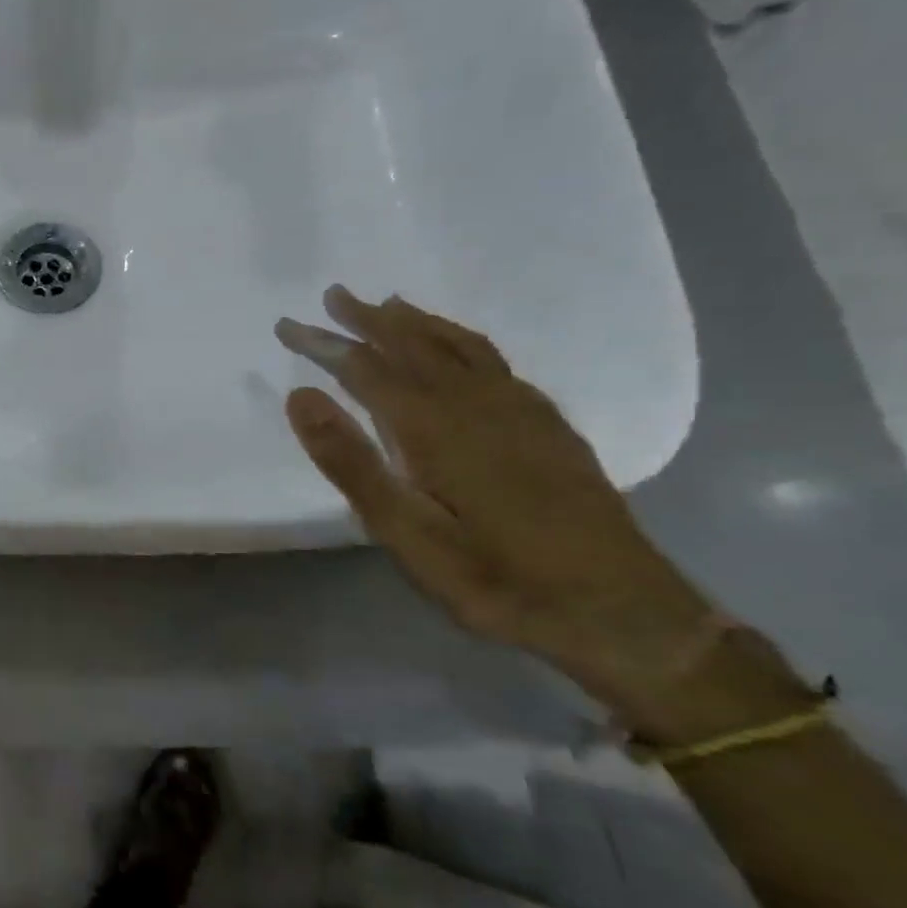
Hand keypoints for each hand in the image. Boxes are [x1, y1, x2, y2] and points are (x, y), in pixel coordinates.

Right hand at [277, 286, 718, 717]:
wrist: (620, 613)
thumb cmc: (496, 579)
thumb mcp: (406, 534)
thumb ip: (351, 462)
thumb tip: (301, 396)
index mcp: (435, 427)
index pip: (366, 369)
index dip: (323, 344)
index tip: (286, 325)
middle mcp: (477, 404)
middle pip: (414, 345)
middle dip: (369, 319)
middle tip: (335, 295)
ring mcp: (521, 411)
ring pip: (459, 347)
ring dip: (418, 323)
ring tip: (390, 304)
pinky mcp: (550, 426)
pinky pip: (495, 362)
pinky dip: (463, 340)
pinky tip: (460, 349)